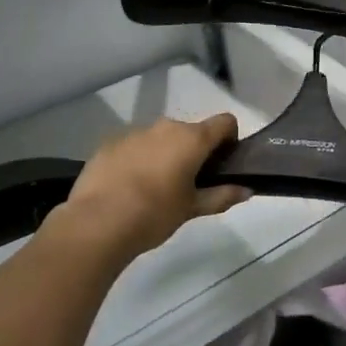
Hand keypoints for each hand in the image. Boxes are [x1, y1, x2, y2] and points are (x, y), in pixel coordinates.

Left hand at [57, 113, 251, 257]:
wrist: (96, 223)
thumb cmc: (154, 214)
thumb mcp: (192, 208)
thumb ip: (221, 196)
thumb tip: (248, 190)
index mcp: (192, 139)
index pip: (224, 122)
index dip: (229, 139)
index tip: (222, 162)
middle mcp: (166, 127)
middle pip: (190, 131)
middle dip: (193, 151)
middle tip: (187, 182)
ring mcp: (135, 132)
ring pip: (160, 138)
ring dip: (164, 154)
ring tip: (153, 187)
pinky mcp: (109, 143)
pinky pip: (133, 146)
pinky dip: (137, 159)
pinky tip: (127, 186)